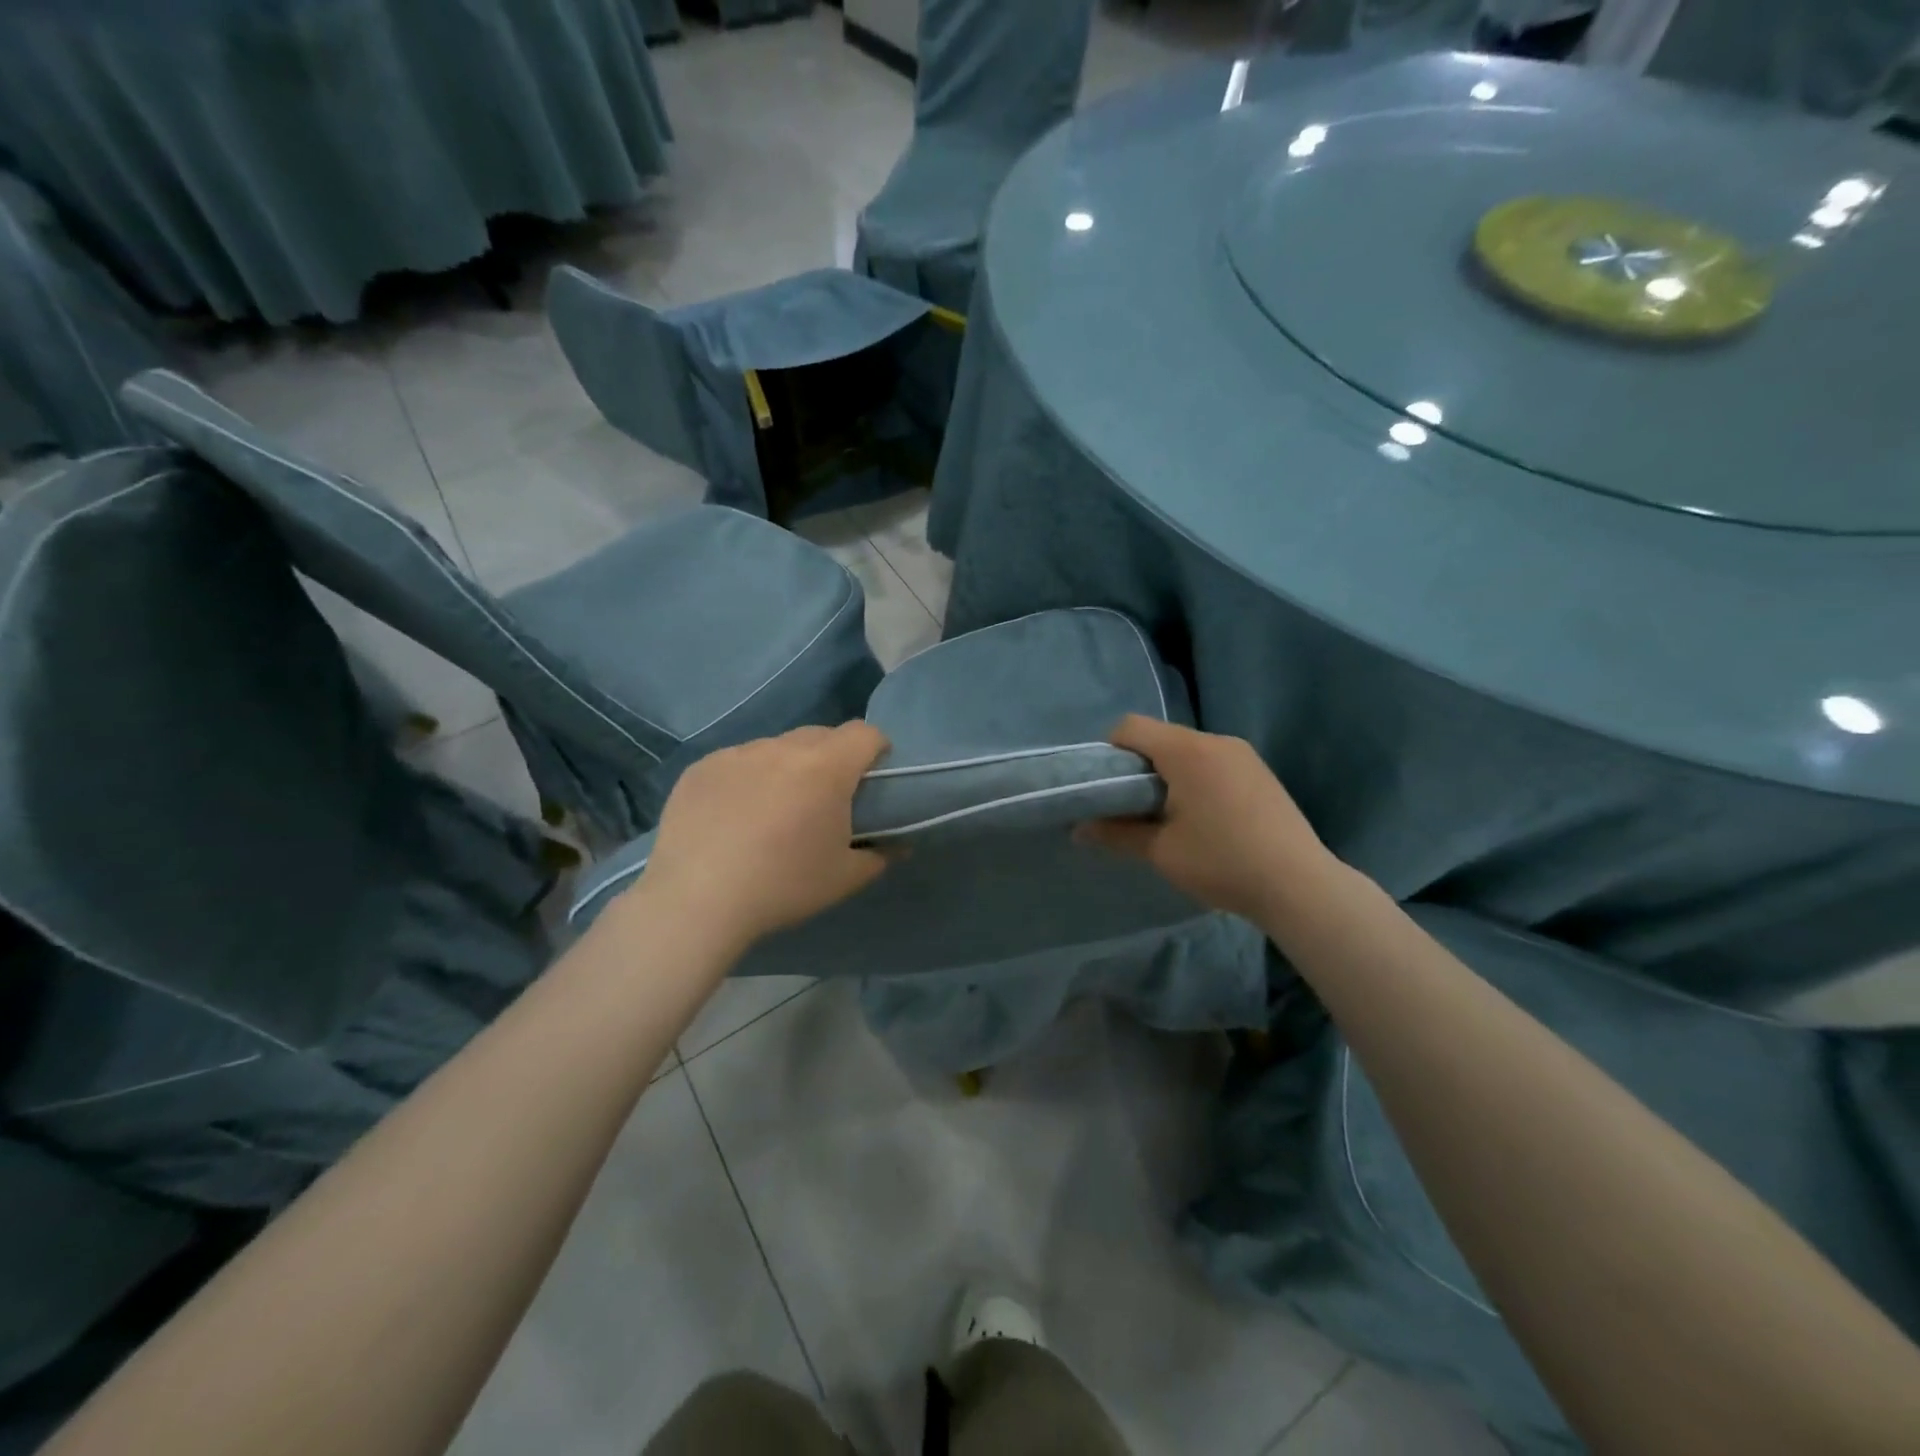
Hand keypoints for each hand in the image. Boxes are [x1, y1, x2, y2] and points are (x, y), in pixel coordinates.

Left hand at [633, 722, 891, 952]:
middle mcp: (782, 748)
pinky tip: (733, 816)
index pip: (864, 733)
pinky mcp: (701, 768)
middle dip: (832, 756)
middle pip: (820, 735)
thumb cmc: (784, 886)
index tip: (872, 776)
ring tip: (774, 808)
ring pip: (776, 747)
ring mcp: (737, 754)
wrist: (697, 902)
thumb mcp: (844, 878)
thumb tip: (898, 846)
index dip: (876, 749)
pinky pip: (737, 761)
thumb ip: (879, 855)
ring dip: (787, 766)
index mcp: (826, 767)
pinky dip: (747, 778)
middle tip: (825, 797)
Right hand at [1078, 715, 1336, 925]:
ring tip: (1168, 816)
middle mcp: (1215, 741)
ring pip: (1188, 750)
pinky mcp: (1260, 771)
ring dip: (1169, 773)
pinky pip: (1213, 761)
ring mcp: (1243, 754)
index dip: (1110, 752)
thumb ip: (1116, 833)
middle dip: (1139, 766)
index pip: (1131, 727)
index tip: (1107, 788)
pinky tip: (1204, 818)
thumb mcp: (1160, 851)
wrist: (1299, 885)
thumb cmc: (1222, 862)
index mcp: (1186, 751)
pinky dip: (1196, 778)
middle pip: (1160, 737)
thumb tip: (1078, 830)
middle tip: (1133, 807)